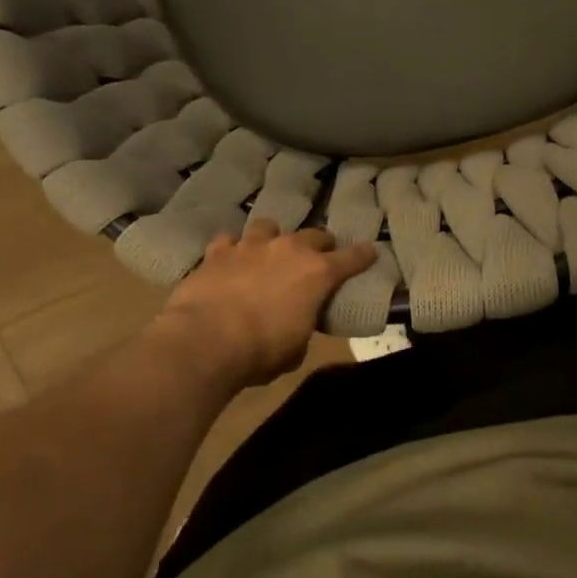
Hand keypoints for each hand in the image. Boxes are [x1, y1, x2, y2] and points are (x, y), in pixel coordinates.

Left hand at [153, 220, 376, 389]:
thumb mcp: (296, 348)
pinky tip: (230, 260)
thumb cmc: (261, 351)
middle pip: (314, 234)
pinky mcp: (217, 251)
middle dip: (320, 244)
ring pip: (269, 226)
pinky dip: (232, 249)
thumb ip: (303, 326)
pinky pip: (229, 240)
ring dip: (273, 238)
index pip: (352, 258)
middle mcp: (288, 250)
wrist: (205, 340)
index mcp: (318, 274)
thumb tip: (297, 324)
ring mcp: (251, 246)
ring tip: (269, 251)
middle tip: (318, 256)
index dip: (363, 255)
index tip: (371, 251)